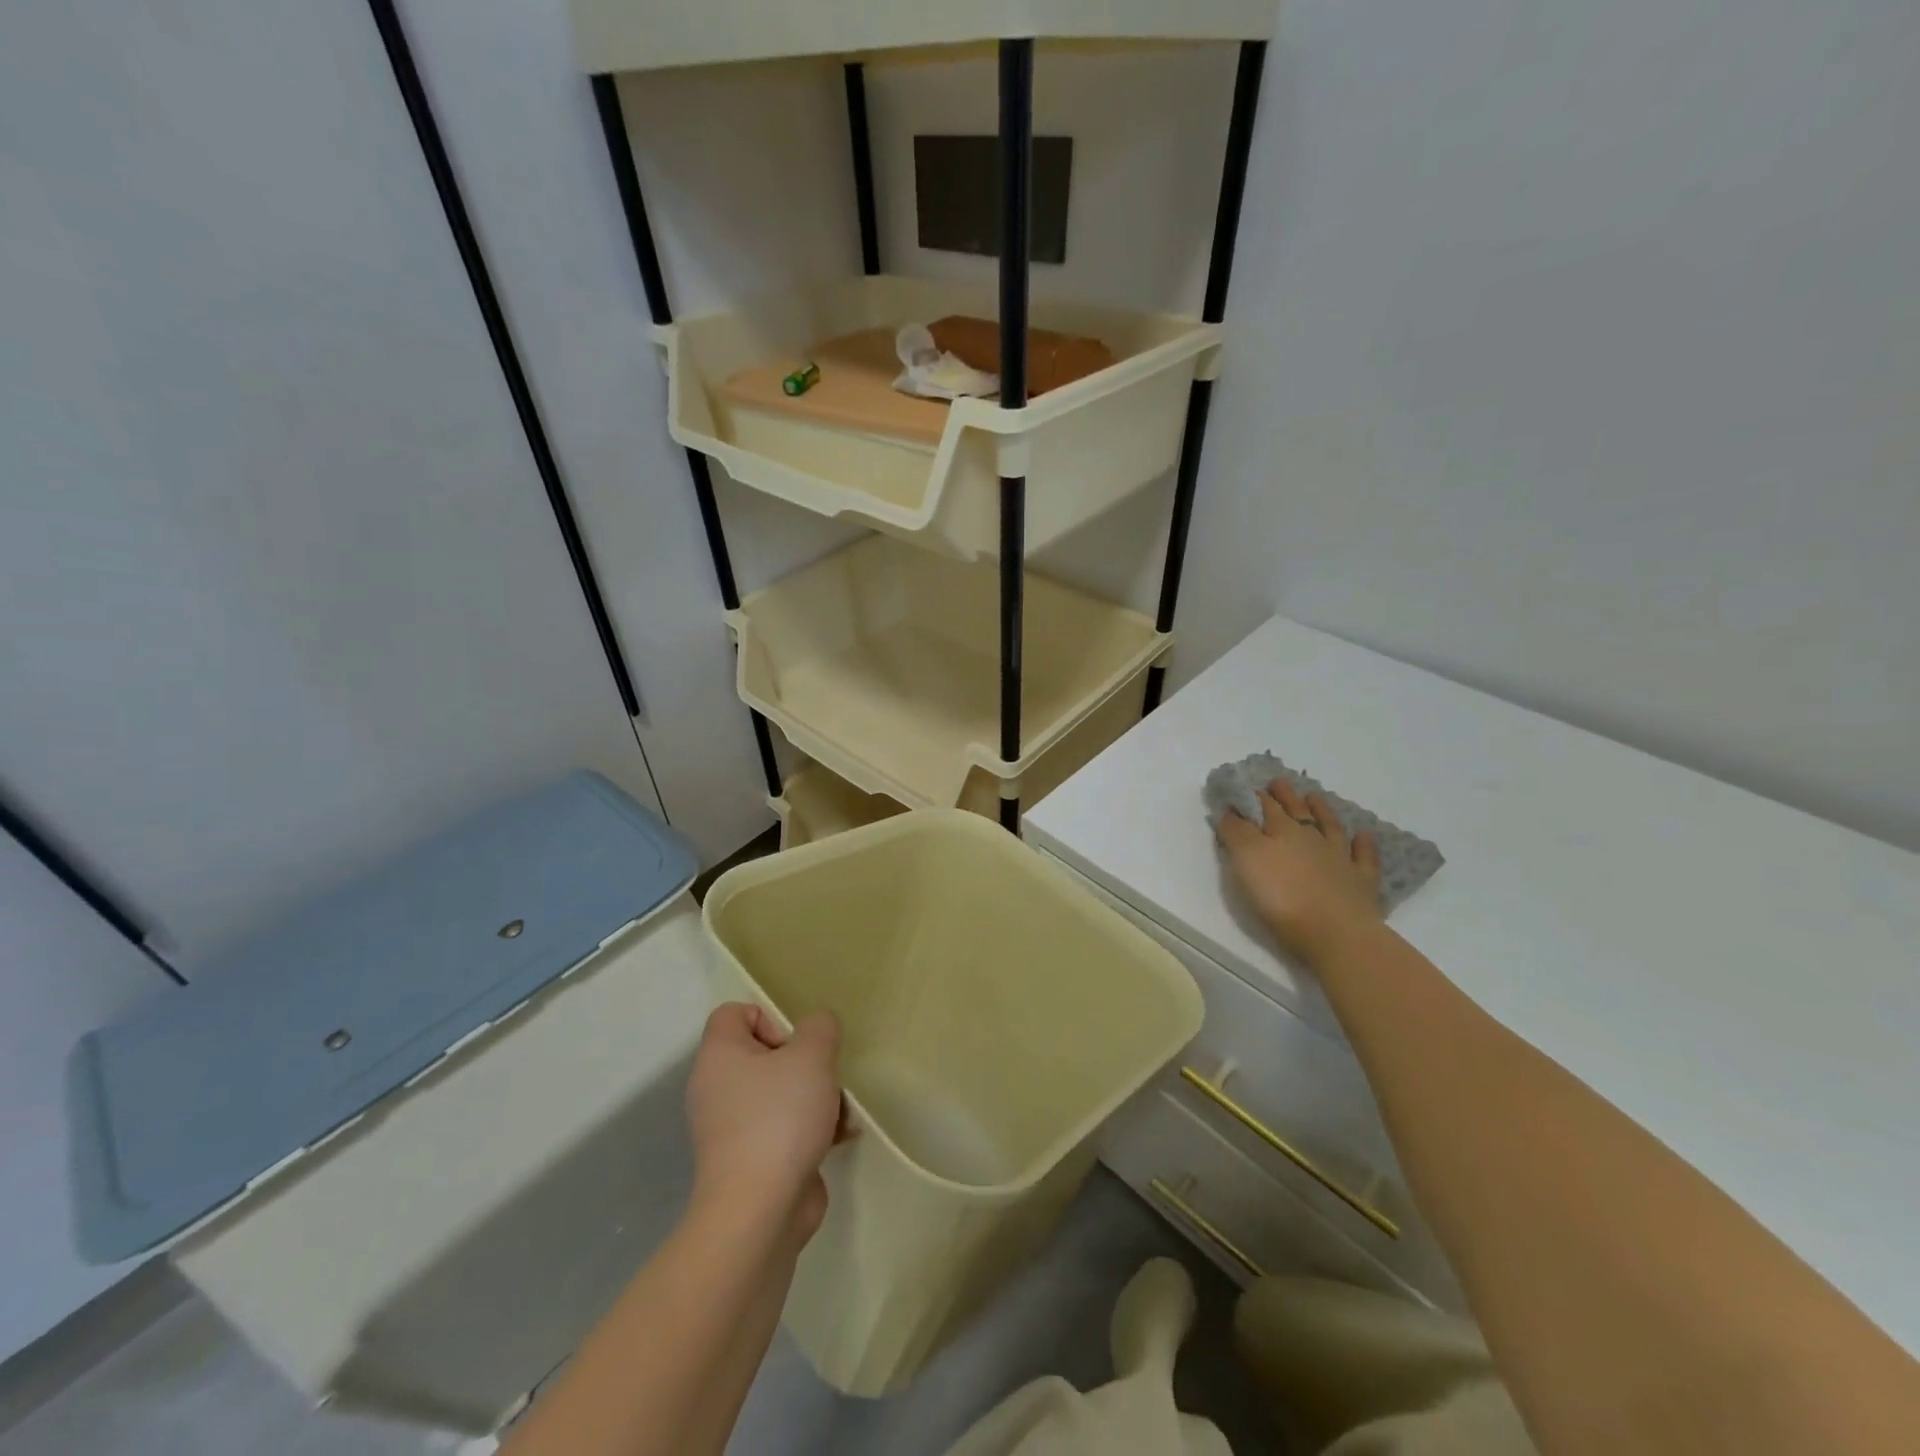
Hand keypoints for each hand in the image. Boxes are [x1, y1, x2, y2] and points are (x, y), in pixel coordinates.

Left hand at [686, 1004, 845, 1244]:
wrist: (759, 1211)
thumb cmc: (779, 1118)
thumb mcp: (812, 1055)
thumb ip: (820, 1028)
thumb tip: (817, 1028)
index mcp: (719, 1056)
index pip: (735, 1013)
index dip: (770, 1018)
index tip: (796, 1045)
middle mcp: (716, 1089)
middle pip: (765, 1055)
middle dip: (805, 1064)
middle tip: (823, 1078)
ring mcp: (731, 1129)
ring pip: (779, 1093)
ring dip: (816, 1097)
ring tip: (840, 1113)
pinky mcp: (750, 1162)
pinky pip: (783, 1129)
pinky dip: (810, 1130)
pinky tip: (840, 1138)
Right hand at [1216, 780, 1383, 966]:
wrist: (1334, 933)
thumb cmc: (1282, 896)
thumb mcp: (1246, 859)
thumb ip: (1235, 832)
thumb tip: (1231, 811)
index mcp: (1281, 831)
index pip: (1263, 807)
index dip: (1252, 797)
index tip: (1244, 787)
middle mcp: (1311, 838)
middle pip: (1295, 811)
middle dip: (1284, 796)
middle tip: (1277, 783)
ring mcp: (1340, 858)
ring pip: (1329, 827)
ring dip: (1321, 810)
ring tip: (1314, 796)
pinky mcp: (1360, 882)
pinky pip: (1363, 857)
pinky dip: (1363, 845)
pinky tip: (1363, 836)